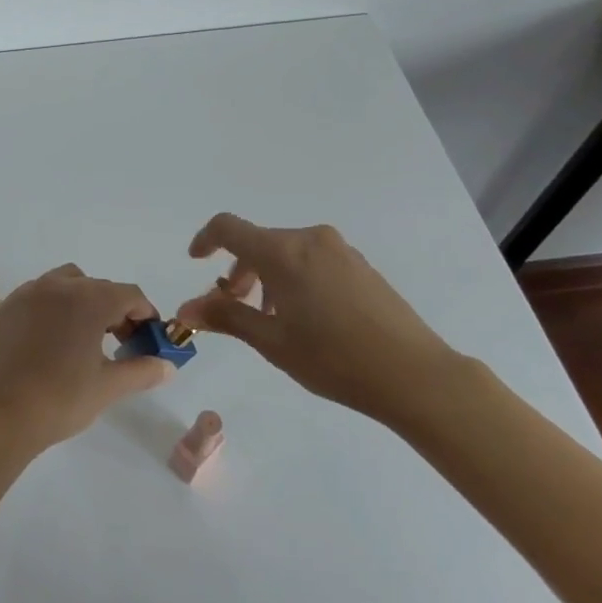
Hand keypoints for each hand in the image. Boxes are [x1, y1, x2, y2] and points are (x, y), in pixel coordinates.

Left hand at [0, 264, 175, 455]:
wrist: (2, 414)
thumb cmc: (62, 399)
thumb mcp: (109, 387)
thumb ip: (143, 370)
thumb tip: (168, 366)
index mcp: (89, 300)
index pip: (129, 295)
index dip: (145, 314)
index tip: (149, 338)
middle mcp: (59, 285)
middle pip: (100, 287)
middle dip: (117, 309)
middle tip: (122, 342)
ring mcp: (30, 292)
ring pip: (69, 282)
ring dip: (85, 300)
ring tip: (87, 335)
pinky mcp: (9, 306)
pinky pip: (41, 293)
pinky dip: (56, 305)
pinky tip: (55, 337)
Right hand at [178, 213, 460, 427]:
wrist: (416, 375)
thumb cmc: (334, 359)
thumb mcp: (272, 342)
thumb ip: (226, 317)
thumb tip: (185, 309)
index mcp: (283, 251)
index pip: (228, 228)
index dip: (205, 240)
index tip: (196, 261)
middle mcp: (309, 239)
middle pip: (258, 243)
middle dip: (238, 271)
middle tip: (234, 307)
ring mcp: (339, 250)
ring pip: (286, 252)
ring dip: (266, 276)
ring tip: (271, 318)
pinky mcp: (360, 265)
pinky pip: (312, 260)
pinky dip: (294, 278)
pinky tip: (306, 317)